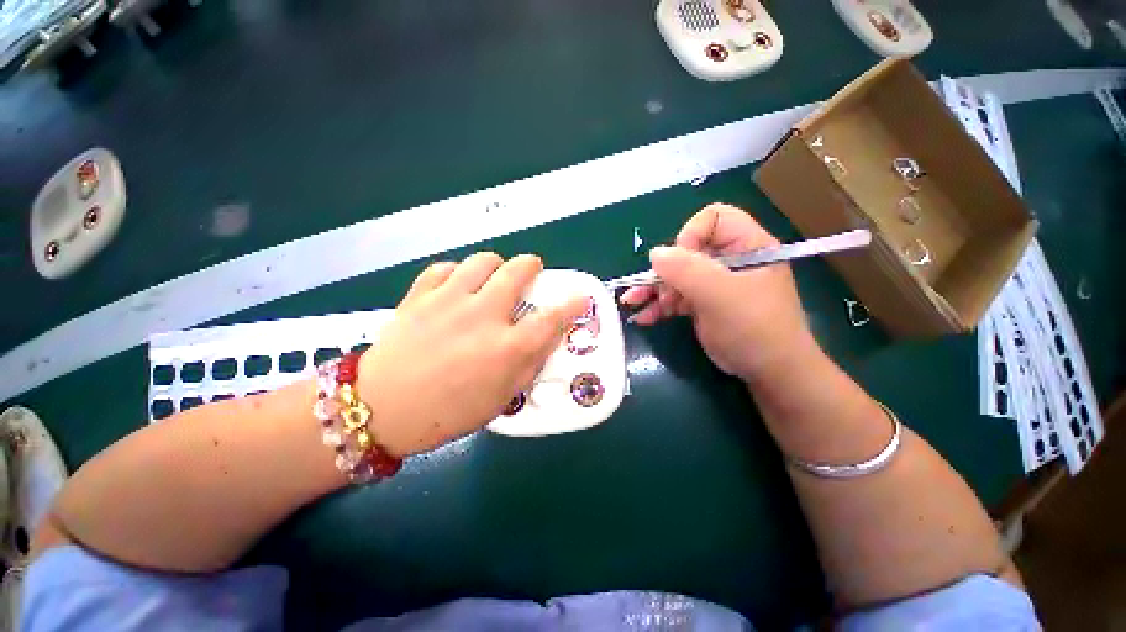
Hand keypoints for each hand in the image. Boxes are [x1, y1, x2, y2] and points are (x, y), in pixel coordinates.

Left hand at [357, 253, 587, 455]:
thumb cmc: (448, 412)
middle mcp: (482, 316)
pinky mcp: (419, 295)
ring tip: (493, 278)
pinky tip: (457, 286)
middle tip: (531, 271)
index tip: (580, 297)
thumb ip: (530, 364)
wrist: (381, 410)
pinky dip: (457, 272)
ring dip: (496, 265)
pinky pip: (445, 268)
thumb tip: (547, 337)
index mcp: (506, 348)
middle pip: (518, 271)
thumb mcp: (501, 398)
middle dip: (531, 266)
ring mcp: (448, 301)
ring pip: (482, 260)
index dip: (572, 304)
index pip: (551, 318)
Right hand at [621, 203, 814, 382]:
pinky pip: (676, 297)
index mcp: (746, 246)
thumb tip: (654, 254)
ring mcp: (714, 283)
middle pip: (687, 250)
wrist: (769, 373)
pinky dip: (659, 306)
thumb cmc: (754, 329)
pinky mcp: (703, 303)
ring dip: (653, 289)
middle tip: (655, 291)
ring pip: (676, 275)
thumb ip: (687, 271)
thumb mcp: (721, 296)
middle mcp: (729, 260)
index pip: (713, 219)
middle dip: (666, 270)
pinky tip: (644, 317)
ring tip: (632, 302)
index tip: (682, 264)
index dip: (691, 236)